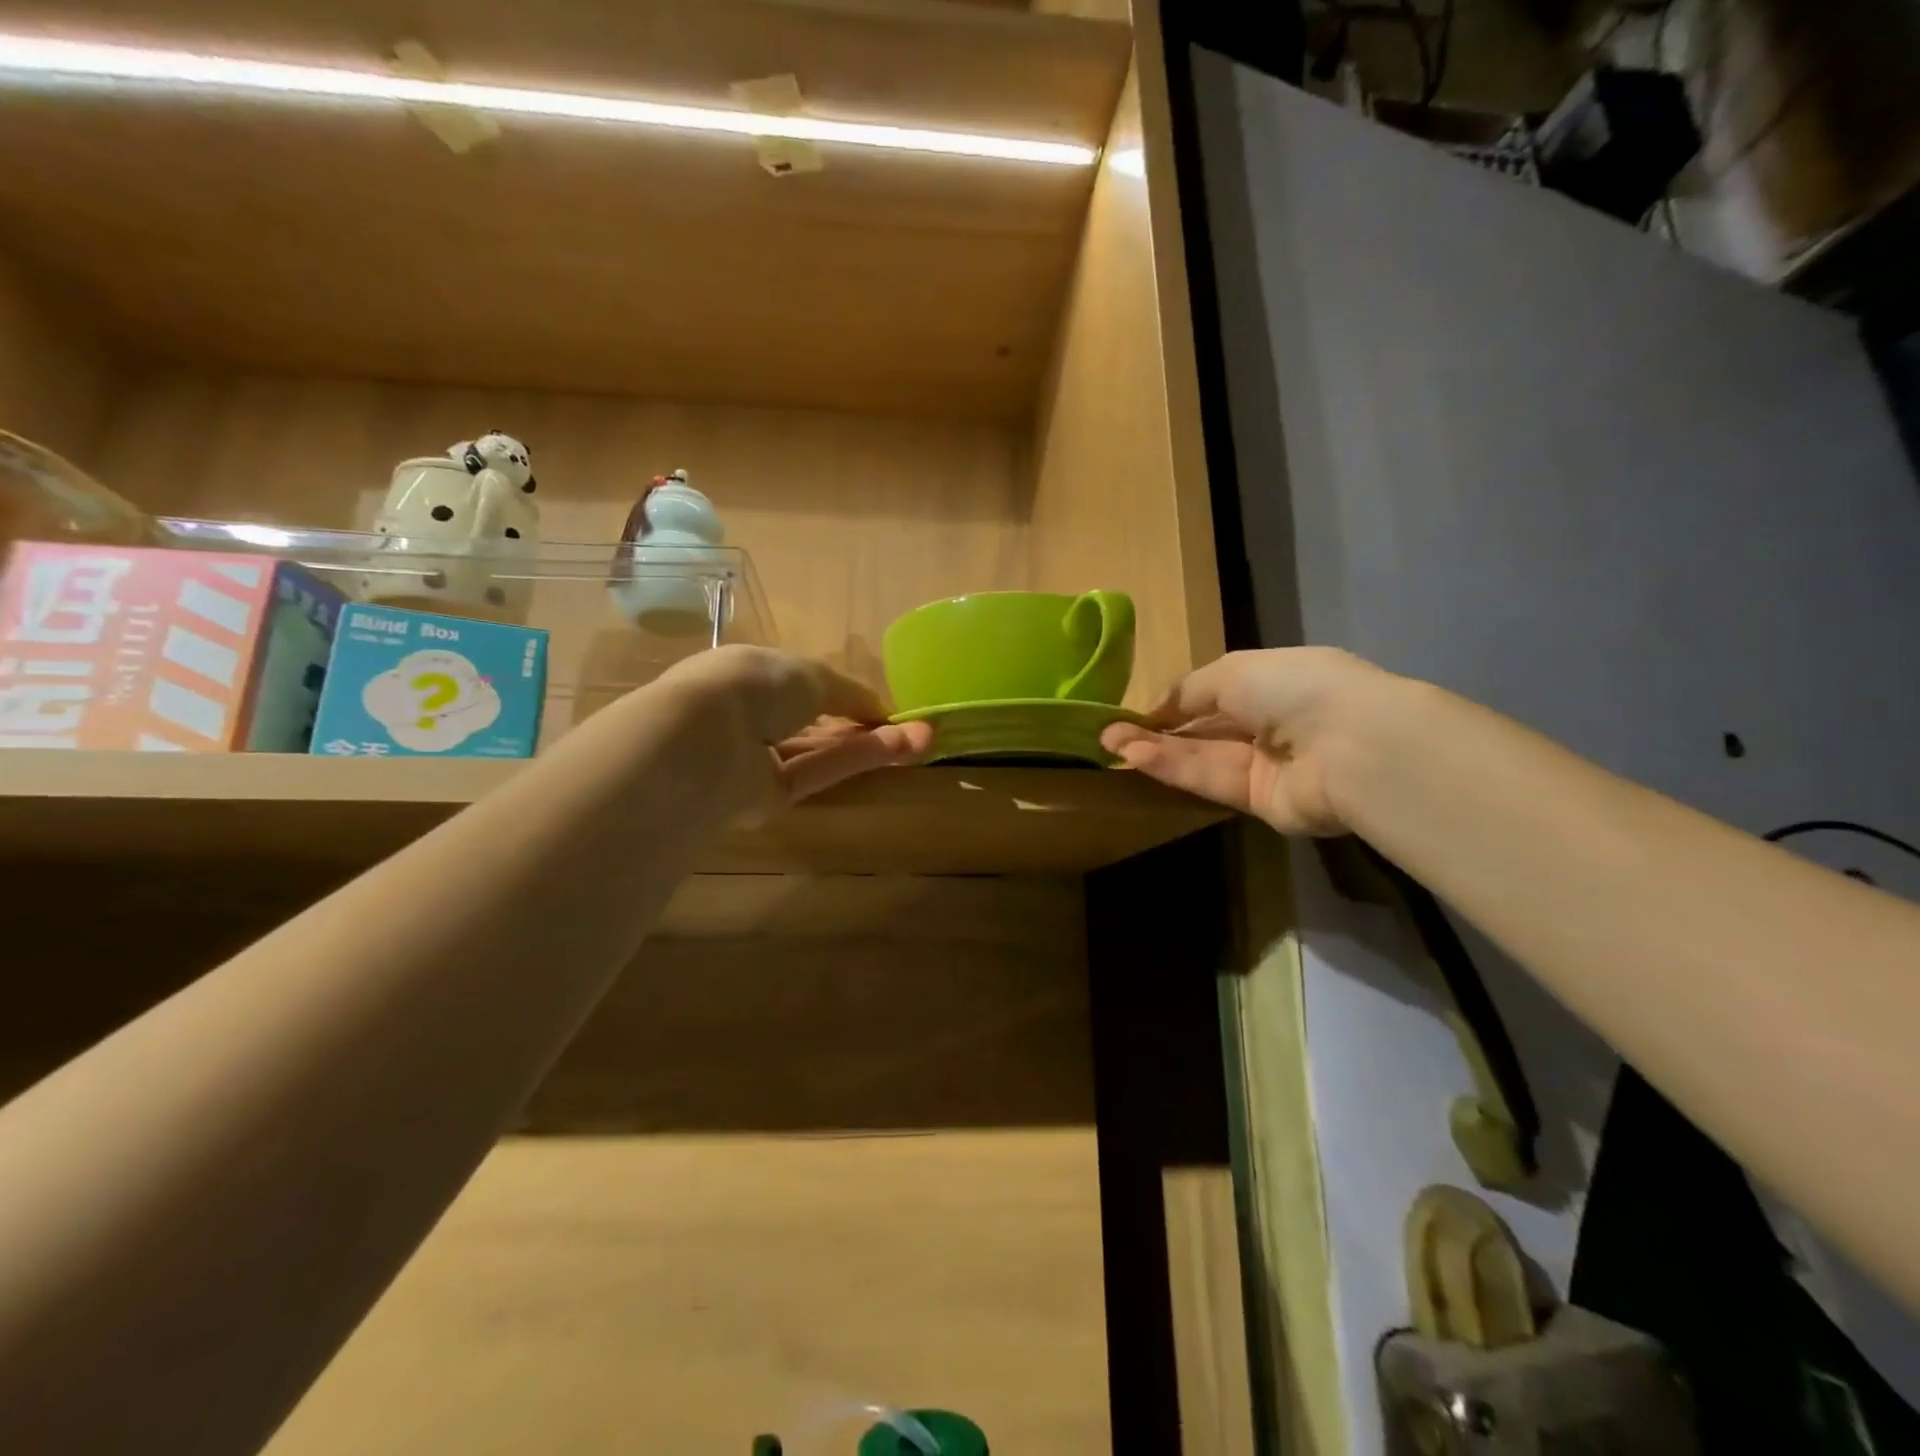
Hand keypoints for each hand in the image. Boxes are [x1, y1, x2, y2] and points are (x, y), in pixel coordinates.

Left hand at [657, 645, 932, 810]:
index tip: (880, 705)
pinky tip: (896, 750)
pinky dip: (854, 760)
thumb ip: (850, 693)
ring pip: (820, 750)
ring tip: (921, 739)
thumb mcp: (811, 674)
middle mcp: (749, 716)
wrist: (703, 740)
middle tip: (914, 728)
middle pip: (815, 723)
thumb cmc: (752, 685)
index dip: (842, 694)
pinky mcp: (766, 798)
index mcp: (748, 674)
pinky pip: (816, 773)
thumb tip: (882, 710)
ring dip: (869, 744)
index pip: (800, 685)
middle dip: (864, 723)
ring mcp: (756, 760)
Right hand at [1099, 647, 1396, 834]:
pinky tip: (1137, 757)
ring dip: (1156, 750)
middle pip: (1204, 730)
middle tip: (1109, 733)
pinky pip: (1211, 781)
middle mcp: (1270, 724)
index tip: (1137, 710)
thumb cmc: (1295, 688)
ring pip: (1202, 757)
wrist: (1352, 746)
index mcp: (1274, 683)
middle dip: (1157, 729)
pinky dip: (1174, 768)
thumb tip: (1156, 706)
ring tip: (1110, 745)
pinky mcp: (1261, 802)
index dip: (1176, 701)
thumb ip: (1190, 689)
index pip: (1216, 693)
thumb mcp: (1233, 671)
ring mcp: (1266, 766)